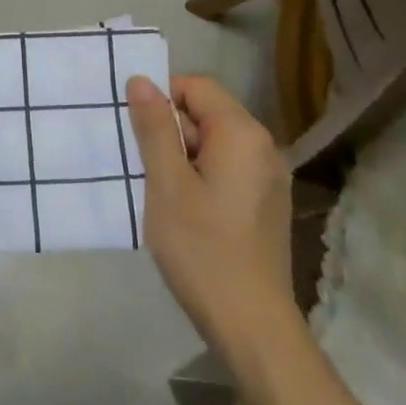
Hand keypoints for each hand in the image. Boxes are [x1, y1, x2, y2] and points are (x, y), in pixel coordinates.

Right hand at [126, 74, 296, 358]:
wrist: (251, 324)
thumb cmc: (202, 248)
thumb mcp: (167, 183)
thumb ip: (155, 128)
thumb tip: (141, 80)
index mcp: (242, 134)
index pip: (197, 87)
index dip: (162, 99)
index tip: (137, 133)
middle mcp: (263, 146)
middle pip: (208, 113)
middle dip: (171, 131)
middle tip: (143, 167)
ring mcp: (268, 177)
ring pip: (215, 144)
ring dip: (182, 157)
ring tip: (159, 191)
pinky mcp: (265, 203)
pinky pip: (227, 169)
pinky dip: (200, 177)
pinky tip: (183, 210)